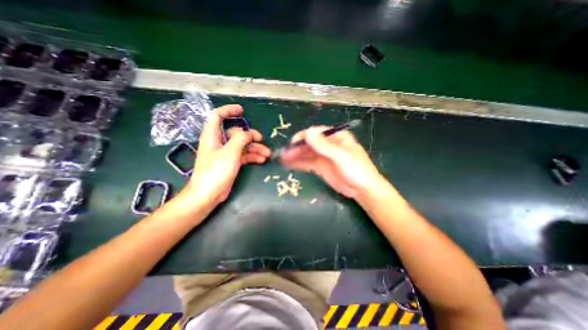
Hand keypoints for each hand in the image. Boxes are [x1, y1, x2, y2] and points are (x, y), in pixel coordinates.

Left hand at [182, 104, 270, 205]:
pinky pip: (243, 155)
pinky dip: (252, 156)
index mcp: (213, 135)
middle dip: (250, 136)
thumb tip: (248, 133)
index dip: (229, 110)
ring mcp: (225, 153)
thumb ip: (240, 139)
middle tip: (261, 140)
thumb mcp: (230, 152)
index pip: (217, 116)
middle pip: (236, 133)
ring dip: (255, 148)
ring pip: (242, 145)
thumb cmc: (216, 171)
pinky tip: (261, 160)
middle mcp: (219, 142)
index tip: (242, 110)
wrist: (209, 194)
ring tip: (267, 154)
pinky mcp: (231, 163)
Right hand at [279, 126, 380, 198]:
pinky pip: (308, 163)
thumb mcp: (341, 156)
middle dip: (297, 148)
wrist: (362, 190)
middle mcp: (328, 145)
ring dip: (295, 156)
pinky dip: (299, 164)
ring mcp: (324, 157)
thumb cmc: (356, 170)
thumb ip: (324, 145)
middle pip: (309, 143)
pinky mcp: (321, 168)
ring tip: (283, 159)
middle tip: (284, 153)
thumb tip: (308, 132)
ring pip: (307, 154)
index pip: (316, 133)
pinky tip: (289, 165)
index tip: (293, 143)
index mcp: (336, 137)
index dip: (304, 136)